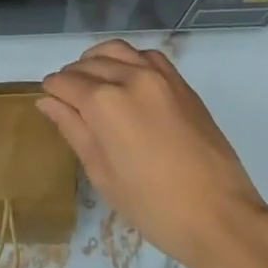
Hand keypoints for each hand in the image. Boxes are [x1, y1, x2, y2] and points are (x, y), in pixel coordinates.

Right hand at [38, 39, 267, 266]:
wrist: (220, 217)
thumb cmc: (154, 207)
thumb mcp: (103, 174)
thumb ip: (73, 129)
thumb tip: (47, 101)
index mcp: (104, 103)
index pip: (65, 82)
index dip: (52, 91)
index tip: (51, 102)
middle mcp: (128, 77)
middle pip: (87, 64)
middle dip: (72, 77)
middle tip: (69, 100)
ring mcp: (158, 76)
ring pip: (116, 50)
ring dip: (97, 60)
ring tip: (94, 82)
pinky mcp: (180, 82)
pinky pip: (146, 55)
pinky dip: (129, 59)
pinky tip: (128, 79)